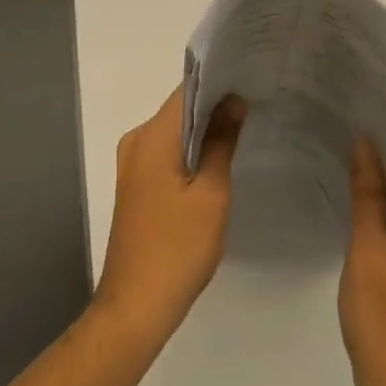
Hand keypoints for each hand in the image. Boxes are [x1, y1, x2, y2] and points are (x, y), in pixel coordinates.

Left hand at [93, 85, 246, 348]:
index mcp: (152, 136)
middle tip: (254, 104)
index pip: (186, 90)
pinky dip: (189, 151)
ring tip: (242, 128)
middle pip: (179, 109)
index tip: (249, 79)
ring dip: (203, 130)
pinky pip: (165, 152)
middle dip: (214, 105)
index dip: (217, 82)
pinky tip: (215, 161)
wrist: (135, 306)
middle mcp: (136, 140)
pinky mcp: (135, 184)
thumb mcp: (211, 194)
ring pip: (173, 132)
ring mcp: (132, 163)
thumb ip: (221, 142)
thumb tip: (234, 101)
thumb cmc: (178, 249)